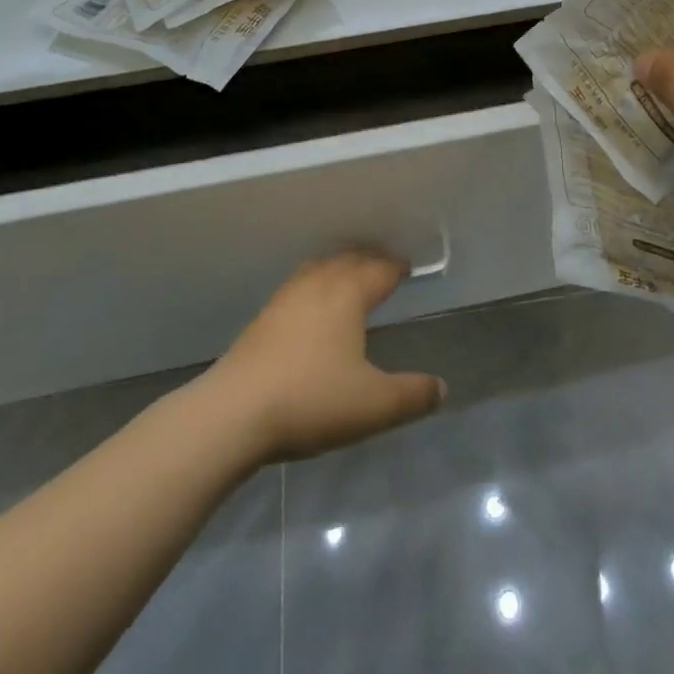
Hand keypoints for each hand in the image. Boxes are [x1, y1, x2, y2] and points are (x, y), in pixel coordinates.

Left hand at [205, 250, 446, 462]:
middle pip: (348, 259)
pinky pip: (299, 286)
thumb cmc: (311, 400)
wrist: (233, 413)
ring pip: (319, 268)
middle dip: (369, 260)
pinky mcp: (262, 319)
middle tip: (384, 266)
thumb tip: (441, 388)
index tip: (408, 267)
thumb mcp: (374, 405)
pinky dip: (316, 284)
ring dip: (339, 267)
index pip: (379, 268)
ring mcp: (285, 299)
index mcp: (348, 293)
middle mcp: (318, 284)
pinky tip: (312, 308)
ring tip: (350, 278)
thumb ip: (412, 395)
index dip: (396, 266)